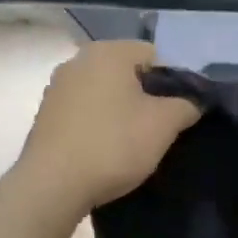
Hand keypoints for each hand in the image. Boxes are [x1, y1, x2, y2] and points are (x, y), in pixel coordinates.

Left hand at [16, 41, 201, 211]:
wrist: (52, 185)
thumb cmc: (113, 145)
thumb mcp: (164, 125)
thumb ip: (186, 105)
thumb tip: (192, 102)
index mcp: (108, 52)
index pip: (155, 55)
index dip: (174, 82)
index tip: (179, 111)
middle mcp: (78, 60)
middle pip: (127, 73)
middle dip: (146, 96)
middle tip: (160, 128)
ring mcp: (57, 87)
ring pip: (105, 93)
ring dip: (122, 111)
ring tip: (133, 143)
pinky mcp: (45, 114)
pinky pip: (84, 111)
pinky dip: (99, 124)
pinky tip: (106, 150)